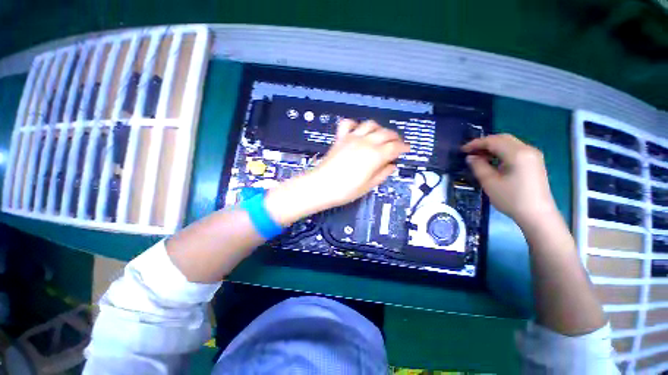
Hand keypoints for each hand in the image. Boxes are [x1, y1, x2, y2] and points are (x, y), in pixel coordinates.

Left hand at [265, 120, 409, 224]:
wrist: (321, 186)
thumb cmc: (345, 190)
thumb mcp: (368, 186)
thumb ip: (382, 174)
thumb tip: (392, 165)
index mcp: (375, 156)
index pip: (395, 147)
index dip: (403, 147)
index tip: (407, 149)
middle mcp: (366, 142)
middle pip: (386, 133)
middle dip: (395, 137)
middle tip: (397, 143)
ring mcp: (352, 138)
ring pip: (371, 124)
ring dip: (379, 128)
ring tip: (381, 136)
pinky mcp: (341, 138)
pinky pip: (349, 123)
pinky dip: (356, 124)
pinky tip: (358, 130)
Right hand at [462, 134, 556, 226]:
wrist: (537, 215)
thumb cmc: (511, 199)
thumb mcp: (490, 182)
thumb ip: (478, 166)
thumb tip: (470, 157)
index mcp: (517, 153)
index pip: (493, 141)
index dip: (476, 143)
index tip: (462, 150)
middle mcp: (527, 149)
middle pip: (503, 138)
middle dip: (484, 143)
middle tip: (470, 152)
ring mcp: (533, 155)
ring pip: (509, 143)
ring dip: (493, 147)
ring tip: (479, 157)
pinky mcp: (534, 162)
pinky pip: (515, 150)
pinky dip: (501, 152)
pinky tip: (493, 161)